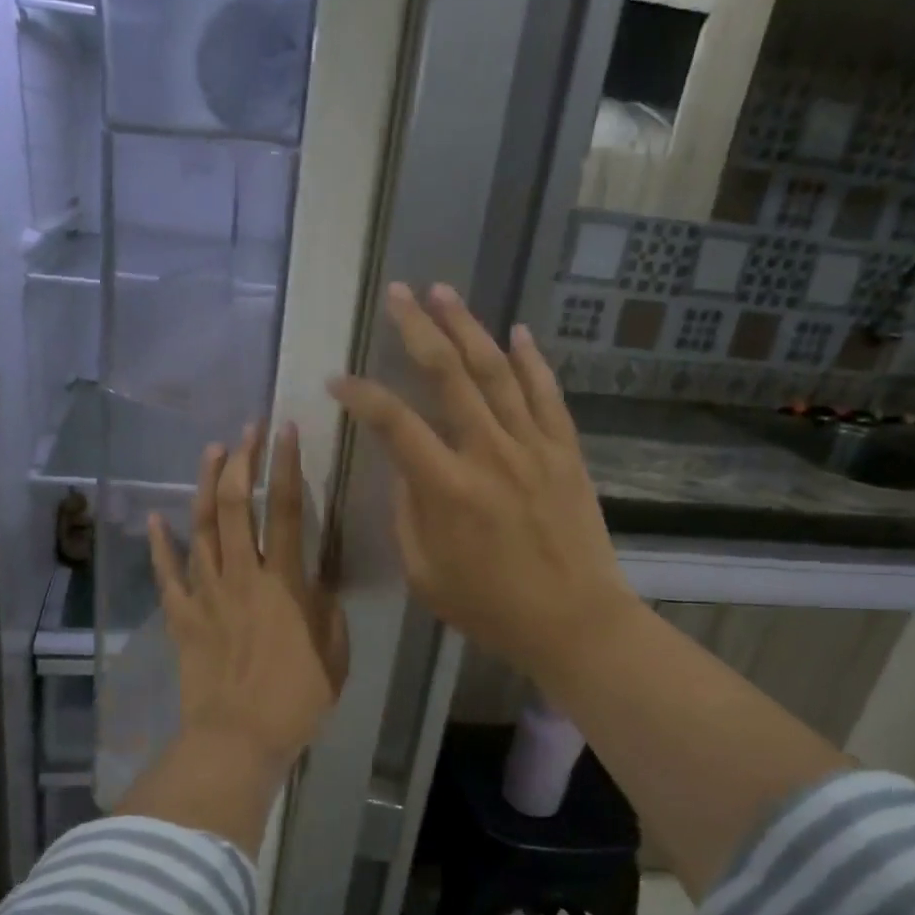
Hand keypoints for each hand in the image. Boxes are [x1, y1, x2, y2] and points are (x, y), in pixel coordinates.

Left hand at [147, 422, 347, 777]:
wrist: (237, 739)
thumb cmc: (295, 699)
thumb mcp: (333, 652)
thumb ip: (327, 608)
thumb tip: (318, 579)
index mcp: (283, 582)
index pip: (284, 509)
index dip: (285, 465)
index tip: (283, 430)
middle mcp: (241, 575)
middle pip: (234, 505)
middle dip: (241, 460)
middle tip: (246, 431)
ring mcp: (205, 593)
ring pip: (199, 527)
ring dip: (204, 485)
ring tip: (211, 451)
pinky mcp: (181, 615)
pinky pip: (166, 573)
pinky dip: (159, 544)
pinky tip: (155, 518)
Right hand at [328, 283, 634, 700]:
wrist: (575, 622)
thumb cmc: (491, 607)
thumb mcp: (425, 573)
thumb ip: (408, 513)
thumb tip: (406, 467)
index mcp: (447, 488)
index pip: (394, 423)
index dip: (361, 395)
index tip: (338, 380)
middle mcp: (489, 453)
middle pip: (448, 374)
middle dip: (418, 329)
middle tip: (397, 294)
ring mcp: (533, 447)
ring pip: (497, 371)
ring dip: (468, 327)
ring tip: (444, 292)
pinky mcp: (566, 452)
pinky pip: (547, 394)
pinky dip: (532, 360)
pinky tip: (517, 332)